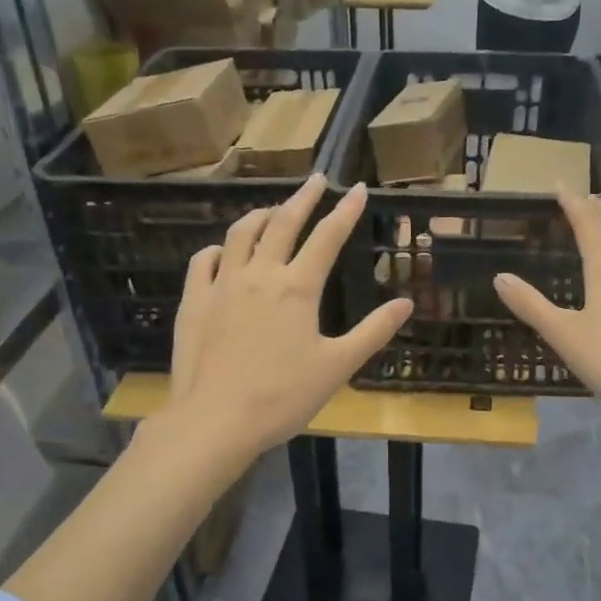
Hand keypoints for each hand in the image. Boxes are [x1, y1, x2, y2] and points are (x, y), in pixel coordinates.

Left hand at [165, 176, 411, 457]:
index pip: (327, 237)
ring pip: (241, 234)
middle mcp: (259, 274)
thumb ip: (374, 331)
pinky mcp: (194, 301)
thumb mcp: (338, 366)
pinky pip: (203, 261)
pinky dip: (218, 248)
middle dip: (303, 198)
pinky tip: (223, 252)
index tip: (358, 188)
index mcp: (298, 288)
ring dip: (261, 215)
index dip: (345, 211)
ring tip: (273, 210)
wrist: (217, 420)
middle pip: (283, 223)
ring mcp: (222, 285)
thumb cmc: (284, 396)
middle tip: (316, 180)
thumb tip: (406, 303)